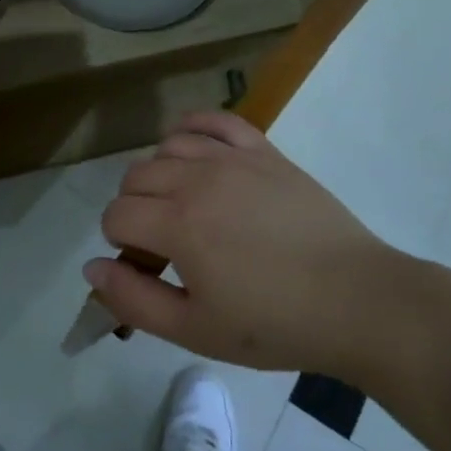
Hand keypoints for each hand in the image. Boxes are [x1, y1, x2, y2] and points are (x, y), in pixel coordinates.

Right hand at [88, 110, 414, 378]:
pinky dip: (192, 128)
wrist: (358, 301)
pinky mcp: (264, 150)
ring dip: (160, 174)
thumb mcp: (196, 330)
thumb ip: (134, 300)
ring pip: (167, 147)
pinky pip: (214, 121)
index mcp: (178, 225)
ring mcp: (233, 159)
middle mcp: (198, 180)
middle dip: (134, 209)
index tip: (146, 267)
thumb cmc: (276, 324)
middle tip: (164, 244)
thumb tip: (91, 268)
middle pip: (135, 177)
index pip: (116, 215)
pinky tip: (194, 151)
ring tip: (182, 205)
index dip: (120, 243)